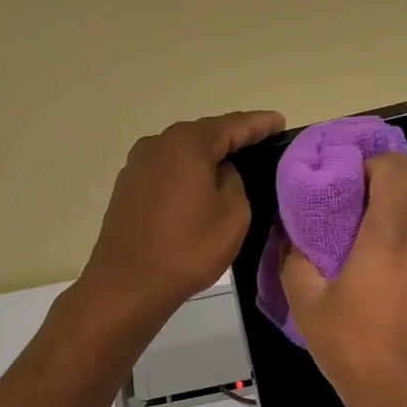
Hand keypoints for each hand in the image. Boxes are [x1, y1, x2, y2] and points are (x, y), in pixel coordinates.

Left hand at [77, 110, 285, 331]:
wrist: (128, 285)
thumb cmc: (188, 248)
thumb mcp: (233, 215)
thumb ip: (235, 182)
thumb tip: (221, 173)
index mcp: (187, 144)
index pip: (233, 125)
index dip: (259, 124)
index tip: (280, 122)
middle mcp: (157, 144)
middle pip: (203, 135)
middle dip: (232, 137)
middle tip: (261, 143)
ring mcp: (137, 166)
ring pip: (182, 154)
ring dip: (206, 157)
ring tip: (233, 166)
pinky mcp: (127, 188)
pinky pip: (166, 172)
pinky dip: (186, 174)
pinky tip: (199, 188)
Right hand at [280, 153, 406, 406]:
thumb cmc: (354, 349)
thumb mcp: (307, 306)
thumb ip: (296, 263)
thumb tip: (293, 242)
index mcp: (389, 236)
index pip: (398, 167)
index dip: (374, 163)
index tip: (351, 183)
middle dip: (397, 180)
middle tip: (365, 205)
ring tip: (376, 254)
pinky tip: (395, 293)